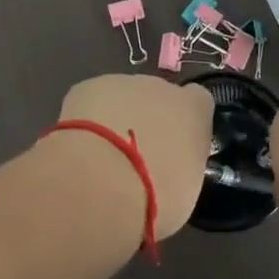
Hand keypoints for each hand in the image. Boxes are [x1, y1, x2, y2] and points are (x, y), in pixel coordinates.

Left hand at [44, 75, 214, 241]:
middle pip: (158, 97)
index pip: (198, 101)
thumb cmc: (156, 194)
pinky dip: (87, 121)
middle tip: (136, 158)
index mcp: (194, 110)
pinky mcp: (86, 87)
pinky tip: (80, 149)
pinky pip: (91, 102)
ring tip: (102, 157)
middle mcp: (160, 88)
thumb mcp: (184, 190)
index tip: (176, 147)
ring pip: (122, 97)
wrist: (101, 180)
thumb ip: (180, 166)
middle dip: (148, 121)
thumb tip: (169, 167)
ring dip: (116, 119)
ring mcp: (121, 83)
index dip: (185, 122)